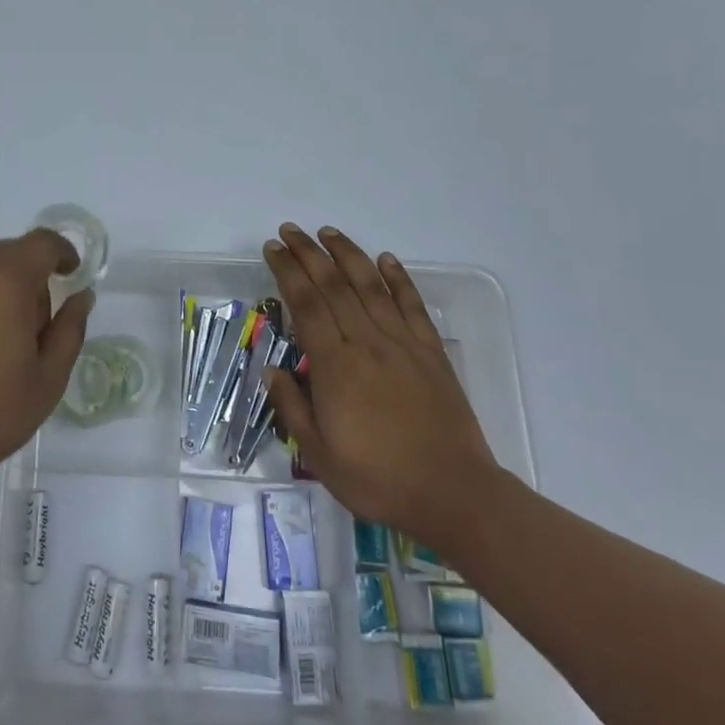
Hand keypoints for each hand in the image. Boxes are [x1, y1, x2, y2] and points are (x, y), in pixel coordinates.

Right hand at [261, 224, 499, 546]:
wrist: (454, 494)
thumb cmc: (379, 479)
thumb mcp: (319, 456)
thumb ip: (292, 408)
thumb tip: (271, 371)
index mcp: (335, 366)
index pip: (305, 304)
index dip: (287, 272)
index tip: (273, 249)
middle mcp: (367, 343)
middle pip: (334, 286)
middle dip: (309, 253)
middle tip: (290, 230)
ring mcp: (403, 345)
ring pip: (370, 287)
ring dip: (348, 255)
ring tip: (328, 232)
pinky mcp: (431, 353)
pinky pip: (413, 306)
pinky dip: (399, 279)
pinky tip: (386, 260)